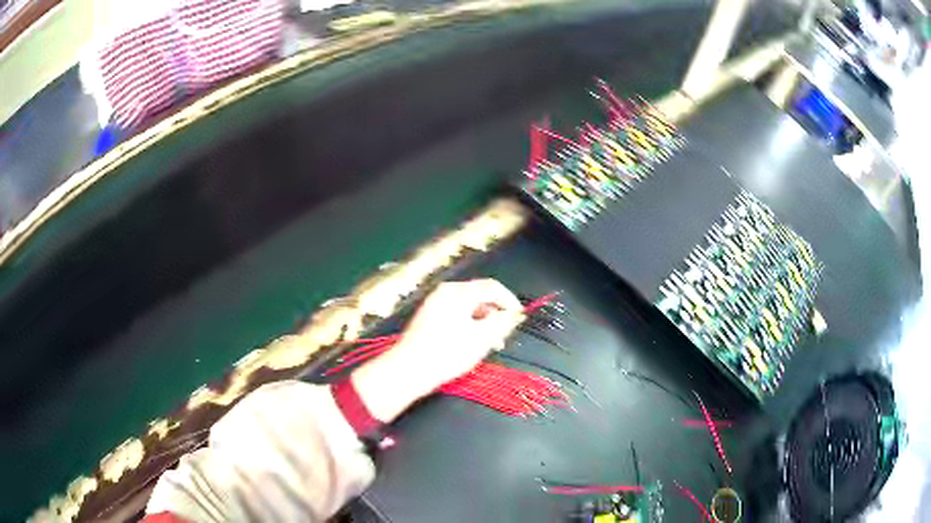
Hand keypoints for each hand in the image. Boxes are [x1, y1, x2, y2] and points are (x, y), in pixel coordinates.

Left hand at [352, 279, 523, 421]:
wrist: (408, 370)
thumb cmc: (447, 354)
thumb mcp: (482, 338)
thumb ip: (503, 322)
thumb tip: (516, 313)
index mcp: (459, 292)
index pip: (493, 287)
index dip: (510, 302)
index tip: (519, 320)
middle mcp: (445, 291)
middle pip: (479, 296)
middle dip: (495, 314)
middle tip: (502, 337)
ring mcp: (434, 303)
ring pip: (467, 306)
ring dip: (482, 322)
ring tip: (487, 344)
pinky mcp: (427, 316)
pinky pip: (455, 314)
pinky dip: (468, 324)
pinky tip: (469, 344)